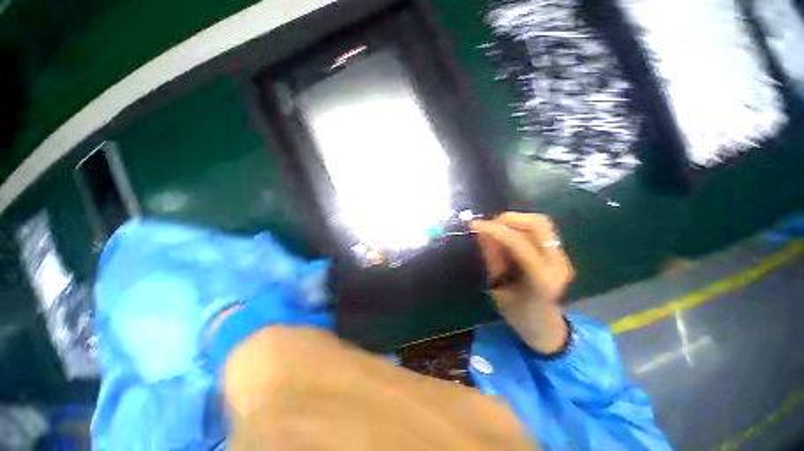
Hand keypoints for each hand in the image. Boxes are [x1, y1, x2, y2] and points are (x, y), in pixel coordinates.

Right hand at [471, 212, 574, 353]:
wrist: (544, 325)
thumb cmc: (517, 315)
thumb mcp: (497, 289)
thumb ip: (491, 258)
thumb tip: (481, 232)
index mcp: (542, 281)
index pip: (520, 244)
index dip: (495, 231)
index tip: (474, 225)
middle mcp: (558, 264)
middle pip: (538, 224)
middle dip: (508, 219)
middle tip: (487, 224)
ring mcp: (562, 256)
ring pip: (540, 222)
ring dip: (515, 219)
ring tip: (495, 227)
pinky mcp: (558, 252)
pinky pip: (539, 229)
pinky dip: (519, 225)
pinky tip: (506, 233)